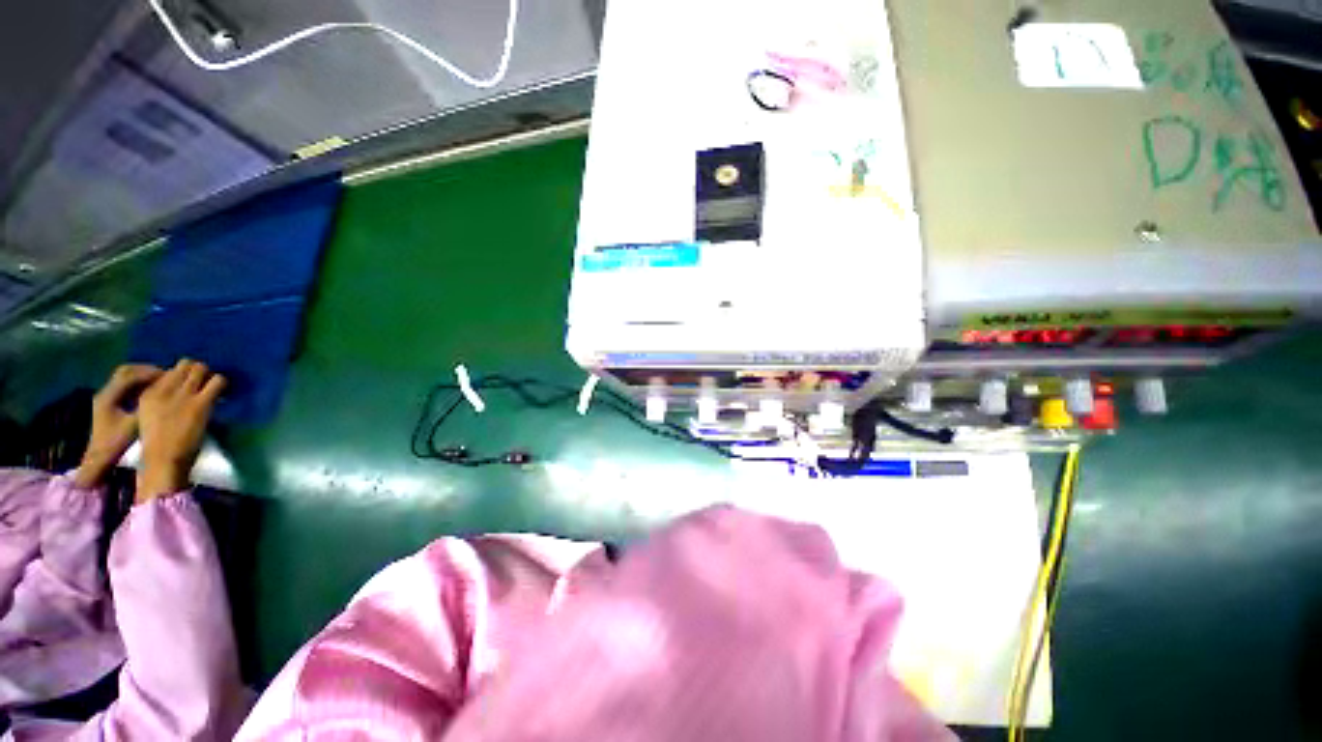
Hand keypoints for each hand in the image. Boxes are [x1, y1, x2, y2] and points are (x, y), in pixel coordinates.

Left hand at [75, 365, 163, 488]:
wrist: (98, 458)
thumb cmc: (115, 443)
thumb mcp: (133, 427)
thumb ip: (146, 410)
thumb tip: (166, 397)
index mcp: (108, 397)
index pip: (130, 376)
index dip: (149, 374)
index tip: (169, 376)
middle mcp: (105, 393)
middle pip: (125, 372)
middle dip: (145, 371)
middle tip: (165, 375)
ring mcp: (106, 397)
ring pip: (125, 377)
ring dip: (142, 376)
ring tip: (160, 382)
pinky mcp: (109, 402)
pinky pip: (125, 386)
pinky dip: (139, 384)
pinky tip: (149, 391)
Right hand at [136, 359, 226, 503]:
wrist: (163, 460)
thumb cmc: (158, 444)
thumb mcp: (150, 416)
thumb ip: (162, 400)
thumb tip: (181, 390)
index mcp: (148, 393)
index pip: (168, 371)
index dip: (181, 375)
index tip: (189, 383)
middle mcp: (164, 389)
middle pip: (185, 365)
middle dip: (197, 371)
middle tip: (204, 382)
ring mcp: (183, 394)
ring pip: (201, 368)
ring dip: (210, 375)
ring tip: (213, 387)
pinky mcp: (200, 402)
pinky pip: (218, 381)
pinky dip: (222, 383)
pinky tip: (222, 393)